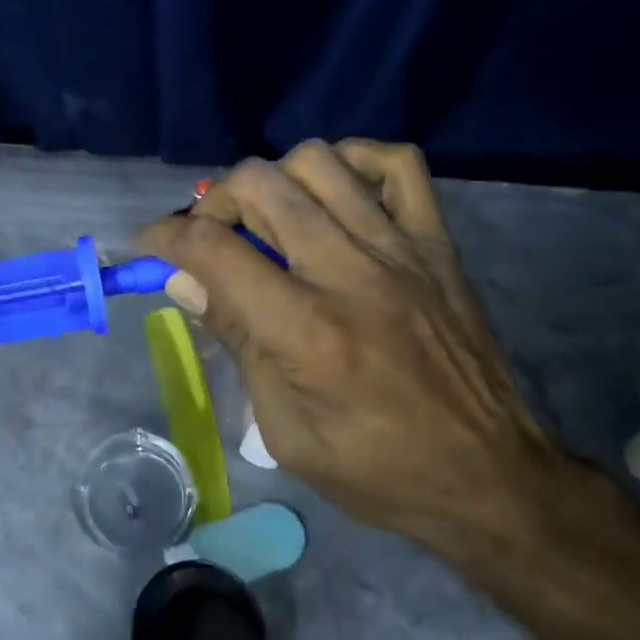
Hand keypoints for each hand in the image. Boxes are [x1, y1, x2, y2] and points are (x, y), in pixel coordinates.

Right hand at [137, 139, 565, 558]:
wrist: (490, 477)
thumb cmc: (376, 470)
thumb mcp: (285, 430)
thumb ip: (236, 341)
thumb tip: (184, 278)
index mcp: (307, 332)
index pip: (213, 249)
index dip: (165, 237)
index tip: (149, 245)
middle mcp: (351, 274)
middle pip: (260, 185)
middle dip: (215, 202)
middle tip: (211, 238)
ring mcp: (400, 250)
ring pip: (318, 161)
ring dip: (275, 180)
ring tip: (269, 219)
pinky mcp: (437, 243)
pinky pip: (396, 164)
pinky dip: (353, 163)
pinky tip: (333, 195)